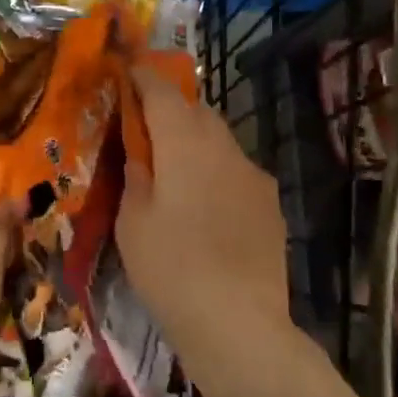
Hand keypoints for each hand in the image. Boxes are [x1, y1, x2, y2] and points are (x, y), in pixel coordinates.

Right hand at [118, 65, 289, 365]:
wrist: (240, 324)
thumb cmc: (171, 269)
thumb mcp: (132, 222)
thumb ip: (135, 175)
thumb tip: (140, 153)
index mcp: (184, 143)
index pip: (161, 91)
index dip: (142, 77)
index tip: (128, 71)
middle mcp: (223, 147)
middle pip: (196, 109)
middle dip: (171, 108)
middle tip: (147, 127)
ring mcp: (252, 174)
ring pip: (219, 139)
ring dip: (196, 141)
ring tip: (176, 170)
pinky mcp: (270, 203)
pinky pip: (236, 171)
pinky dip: (217, 172)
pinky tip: (207, 207)